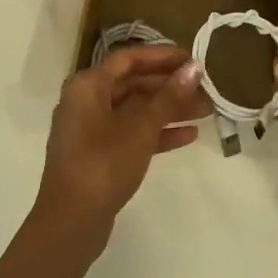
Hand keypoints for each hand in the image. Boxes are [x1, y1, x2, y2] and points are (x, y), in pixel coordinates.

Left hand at [37, 45, 205, 241]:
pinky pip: (131, 133)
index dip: (162, 55)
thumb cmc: (104, 163)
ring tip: (206, 111)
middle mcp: (86, 101)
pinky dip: (157, 132)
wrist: (71, 221)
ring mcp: (91, 130)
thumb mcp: (140, 128)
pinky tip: (189, 136)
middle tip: (206, 89)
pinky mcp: (98, 155)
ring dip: (169, 110)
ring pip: (135, 110)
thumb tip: (194, 67)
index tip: (193, 59)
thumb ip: (169, 97)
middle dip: (171, 86)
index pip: (129, 58)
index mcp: (89, 85)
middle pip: (133, 84)